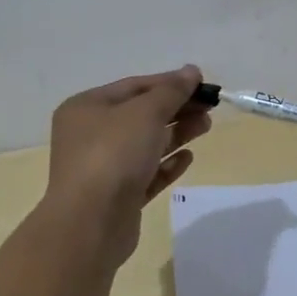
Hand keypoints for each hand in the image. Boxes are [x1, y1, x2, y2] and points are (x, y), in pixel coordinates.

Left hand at [43, 66, 210, 260]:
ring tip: (206, 127)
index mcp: (87, 108)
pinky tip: (187, 158)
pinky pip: (146, 174)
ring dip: (176, 133)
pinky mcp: (117, 197)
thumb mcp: (146, 112)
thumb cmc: (113, 155)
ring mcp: (103, 168)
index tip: (202, 83)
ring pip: (146, 144)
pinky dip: (166, 164)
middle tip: (210, 107)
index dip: (169, 82)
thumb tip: (191, 71)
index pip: (134, 86)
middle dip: (176, 109)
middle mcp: (90, 135)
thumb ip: (171, 91)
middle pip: (141, 115)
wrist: (90, 224)